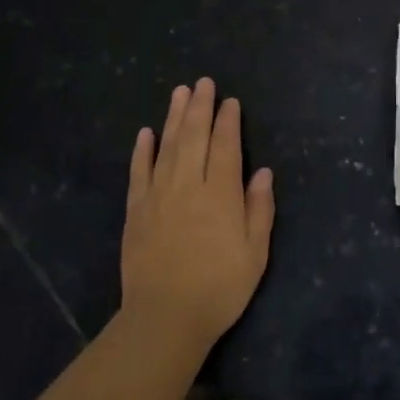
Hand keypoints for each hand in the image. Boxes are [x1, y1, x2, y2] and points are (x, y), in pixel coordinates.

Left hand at [120, 78, 274, 352]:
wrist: (165, 318)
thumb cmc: (219, 288)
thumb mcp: (255, 254)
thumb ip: (259, 209)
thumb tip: (263, 172)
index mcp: (221, 194)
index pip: (225, 146)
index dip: (228, 121)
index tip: (230, 101)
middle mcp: (189, 185)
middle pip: (194, 136)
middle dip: (200, 107)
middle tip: (203, 82)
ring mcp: (158, 195)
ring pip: (167, 146)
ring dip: (173, 117)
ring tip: (179, 92)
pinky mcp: (136, 210)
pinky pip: (139, 172)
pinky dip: (142, 150)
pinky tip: (146, 132)